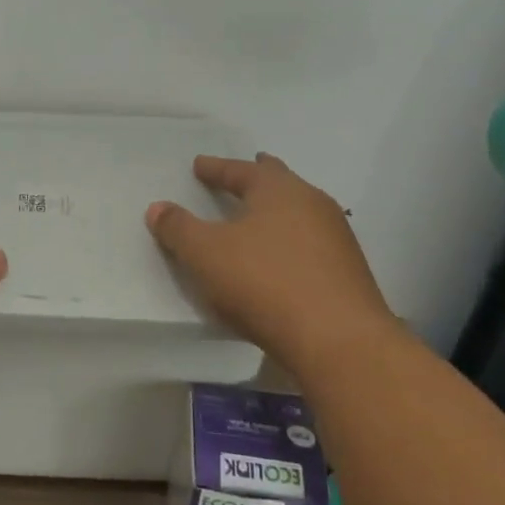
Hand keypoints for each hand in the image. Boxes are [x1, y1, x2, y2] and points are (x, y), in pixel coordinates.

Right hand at [147, 153, 397, 366]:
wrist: (338, 340)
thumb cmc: (264, 282)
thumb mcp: (205, 254)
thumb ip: (178, 228)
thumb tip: (157, 208)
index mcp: (278, 190)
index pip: (240, 170)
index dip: (216, 168)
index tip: (199, 165)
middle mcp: (312, 204)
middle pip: (279, 182)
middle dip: (257, 178)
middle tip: (241, 175)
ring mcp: (336, 238)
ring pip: (299, 213)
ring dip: (276, 211)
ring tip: (258, 218)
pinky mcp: (347, 272)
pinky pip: (310, 244)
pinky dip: (290, 242)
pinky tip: (281, 258)